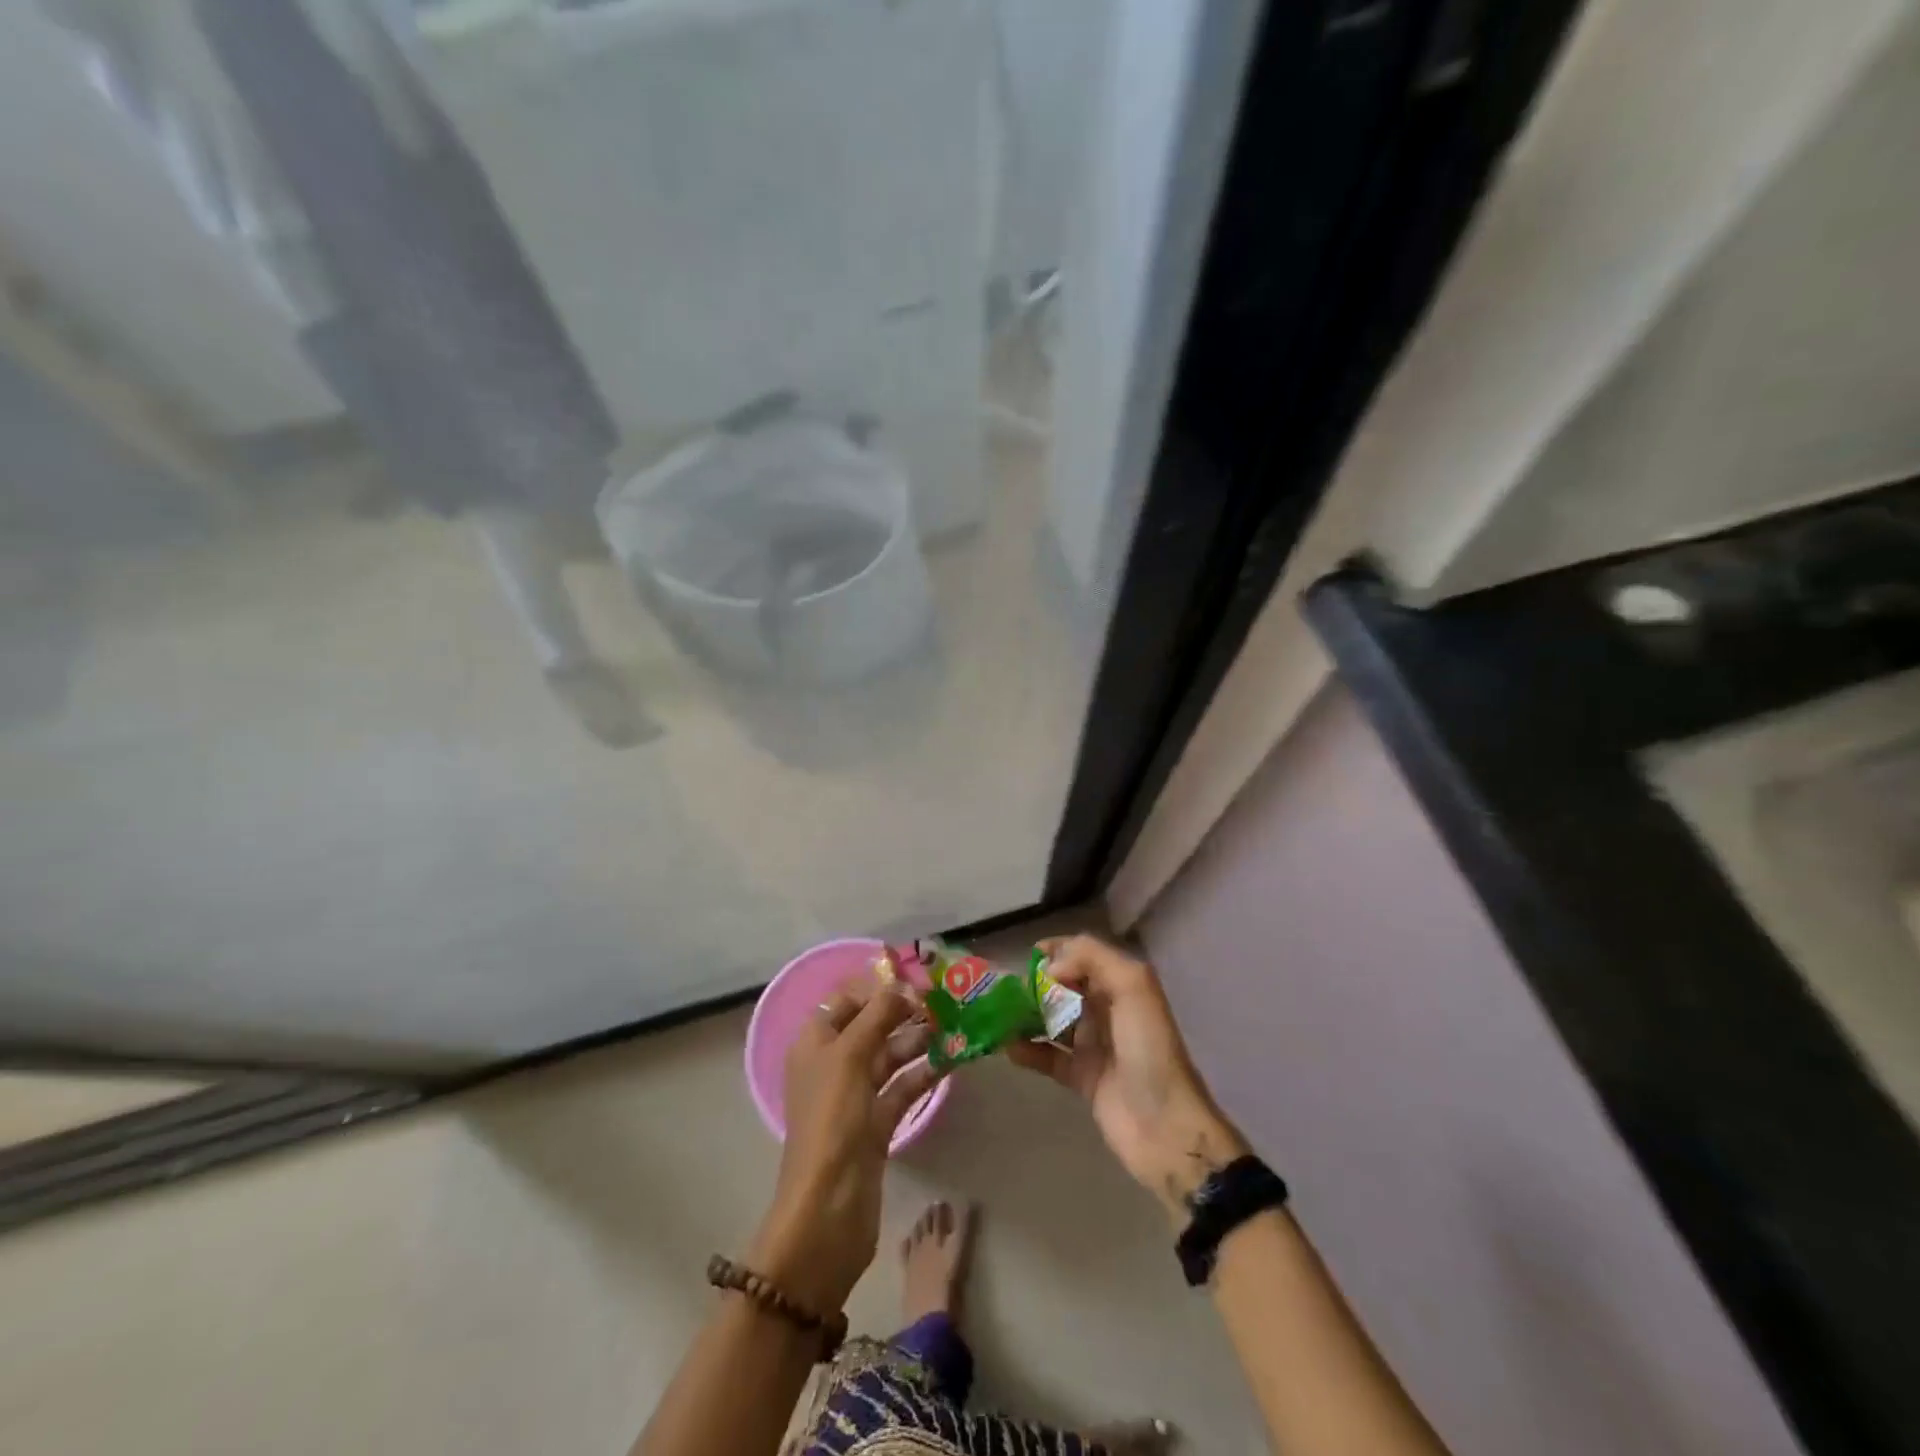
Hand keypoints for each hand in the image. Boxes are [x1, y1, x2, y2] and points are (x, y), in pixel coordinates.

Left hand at [749, 977, 941, 1313]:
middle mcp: (832, 1065)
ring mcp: (854, 1097)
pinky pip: (902, 1088)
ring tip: (953, 1026)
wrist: (828, 1210)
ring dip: (917, 1041)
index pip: (846, 1001)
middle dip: (903, 1012)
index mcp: (814, 1043)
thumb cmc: (832, 1120)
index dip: (877, 987)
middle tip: (943, 1001)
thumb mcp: (850, 1057)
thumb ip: (876, 1015)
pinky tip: (951, 1060)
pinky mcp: (875, 1125)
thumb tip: (902, 986)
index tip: (916, 979)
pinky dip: (923, 1074)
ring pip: (889, 1057)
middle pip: (870, 1026)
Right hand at [1007, 935, 1246, 1225]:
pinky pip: (1048, 1057)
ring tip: (999, 1014)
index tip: (1029, 955)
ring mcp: (1094, 1045)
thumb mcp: (1134, 988)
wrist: (1165, 1128)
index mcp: (1123, 986)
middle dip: (1036, 983)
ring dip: (1027, 1015)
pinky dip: (1027, 1050)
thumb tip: (1050, 968)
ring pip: (1053, 1020)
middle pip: (1065, 987)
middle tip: (1007, 988)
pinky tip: (1007, 1047)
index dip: (1058, 951)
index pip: (1085, 956)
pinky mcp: (1081, 1078)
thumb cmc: (1149, 1050)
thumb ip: (1093, 959)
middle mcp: (1108, 1011)